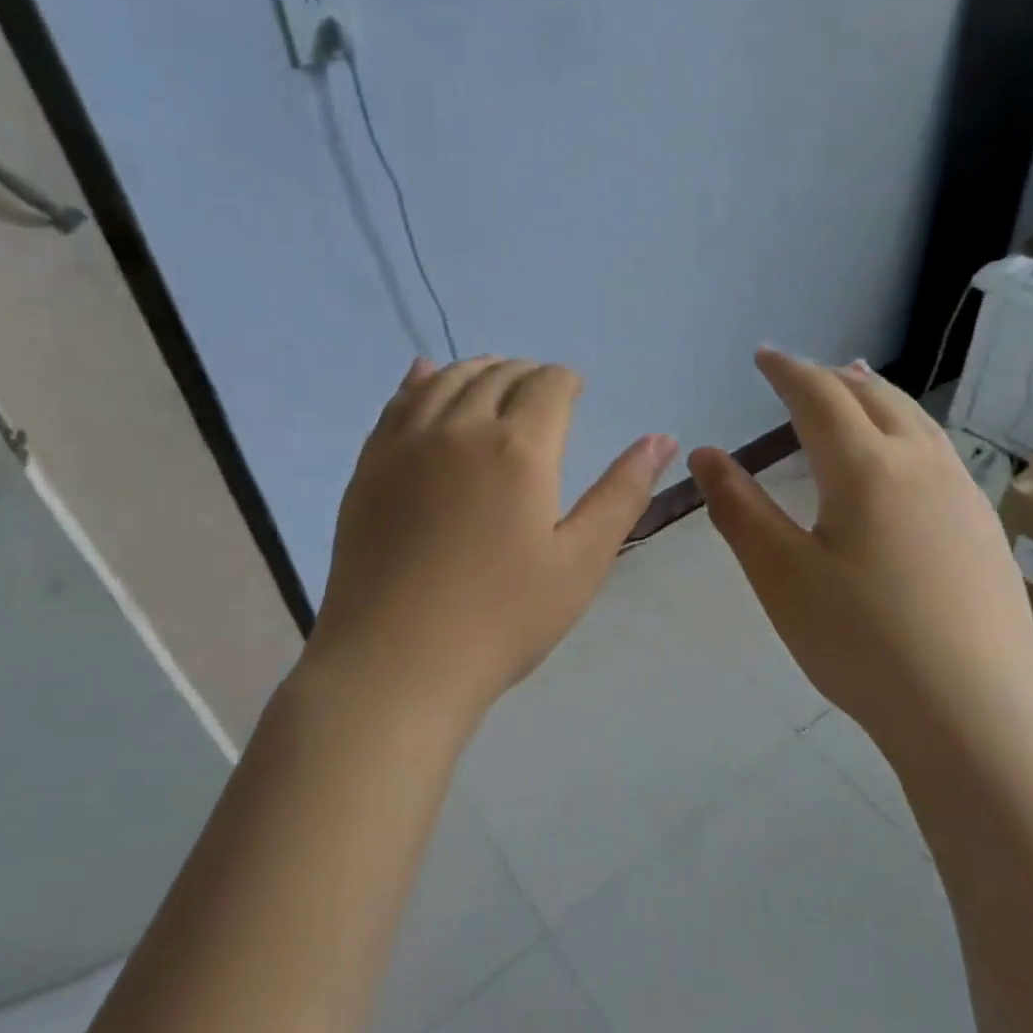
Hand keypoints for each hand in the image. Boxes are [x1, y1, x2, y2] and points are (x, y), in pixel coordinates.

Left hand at [297, 357, 676, 729]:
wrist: (396, 661)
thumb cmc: (502, 618)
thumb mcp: (581, 561)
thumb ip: (622, 492)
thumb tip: (662, 438)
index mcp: (519, 448)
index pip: (549, 384)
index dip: (567, 382)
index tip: (575, 394)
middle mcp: (461, 427)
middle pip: (499, 373)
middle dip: (527, 374)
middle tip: (541, 395)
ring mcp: (407, 443)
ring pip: (447, 378)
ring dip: (478, 370)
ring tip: (494, 384)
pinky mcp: (370, 464)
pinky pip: (398, 401)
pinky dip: (421, 380)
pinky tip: (426, 376)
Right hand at [689, 350, 1032, 750]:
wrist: (976, 713)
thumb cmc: (862, 642)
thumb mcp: (781, 576)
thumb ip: (739, 509)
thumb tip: (706, 454)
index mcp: (866, 468)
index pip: (820, 396)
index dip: (788, 371)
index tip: (763, 356)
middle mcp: (922, 464)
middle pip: (876, 397)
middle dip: (833, 377)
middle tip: (802, 374)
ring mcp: (963, 495)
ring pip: (916, 421)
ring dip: (877, 397)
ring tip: (855, 390)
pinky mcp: (984, 528)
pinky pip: (938, 452)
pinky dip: (906, 431)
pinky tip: (903, 461)